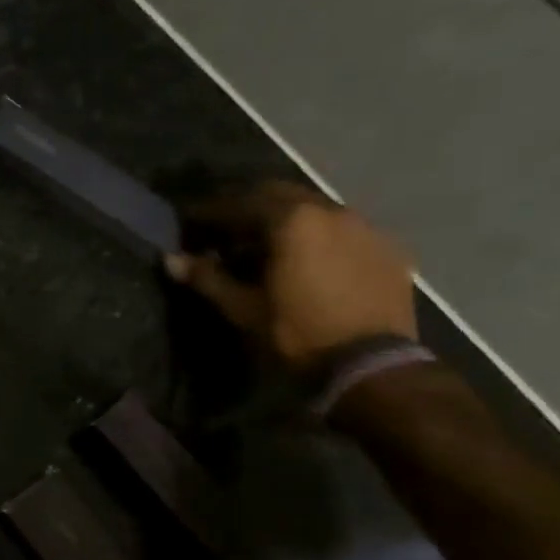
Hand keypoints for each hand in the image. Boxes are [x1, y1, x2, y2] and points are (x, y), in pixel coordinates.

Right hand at [166, 182, 417, 366]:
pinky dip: (320, 237)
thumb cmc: (297, 334)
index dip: (212, 211)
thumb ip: (208, 278)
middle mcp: (331, 211)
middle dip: (251, 207)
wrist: (371, 364)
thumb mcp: (244, 309)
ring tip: (269, 246)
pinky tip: (311, 261)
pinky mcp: (388, 248)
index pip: (242, 203)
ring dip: (288, 220)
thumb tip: (171, 259)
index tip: (191, 221)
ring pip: (316, 209)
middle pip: (282, 195)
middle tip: (227, 230)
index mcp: (293, 221)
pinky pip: (345, 230)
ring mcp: (365, 227)